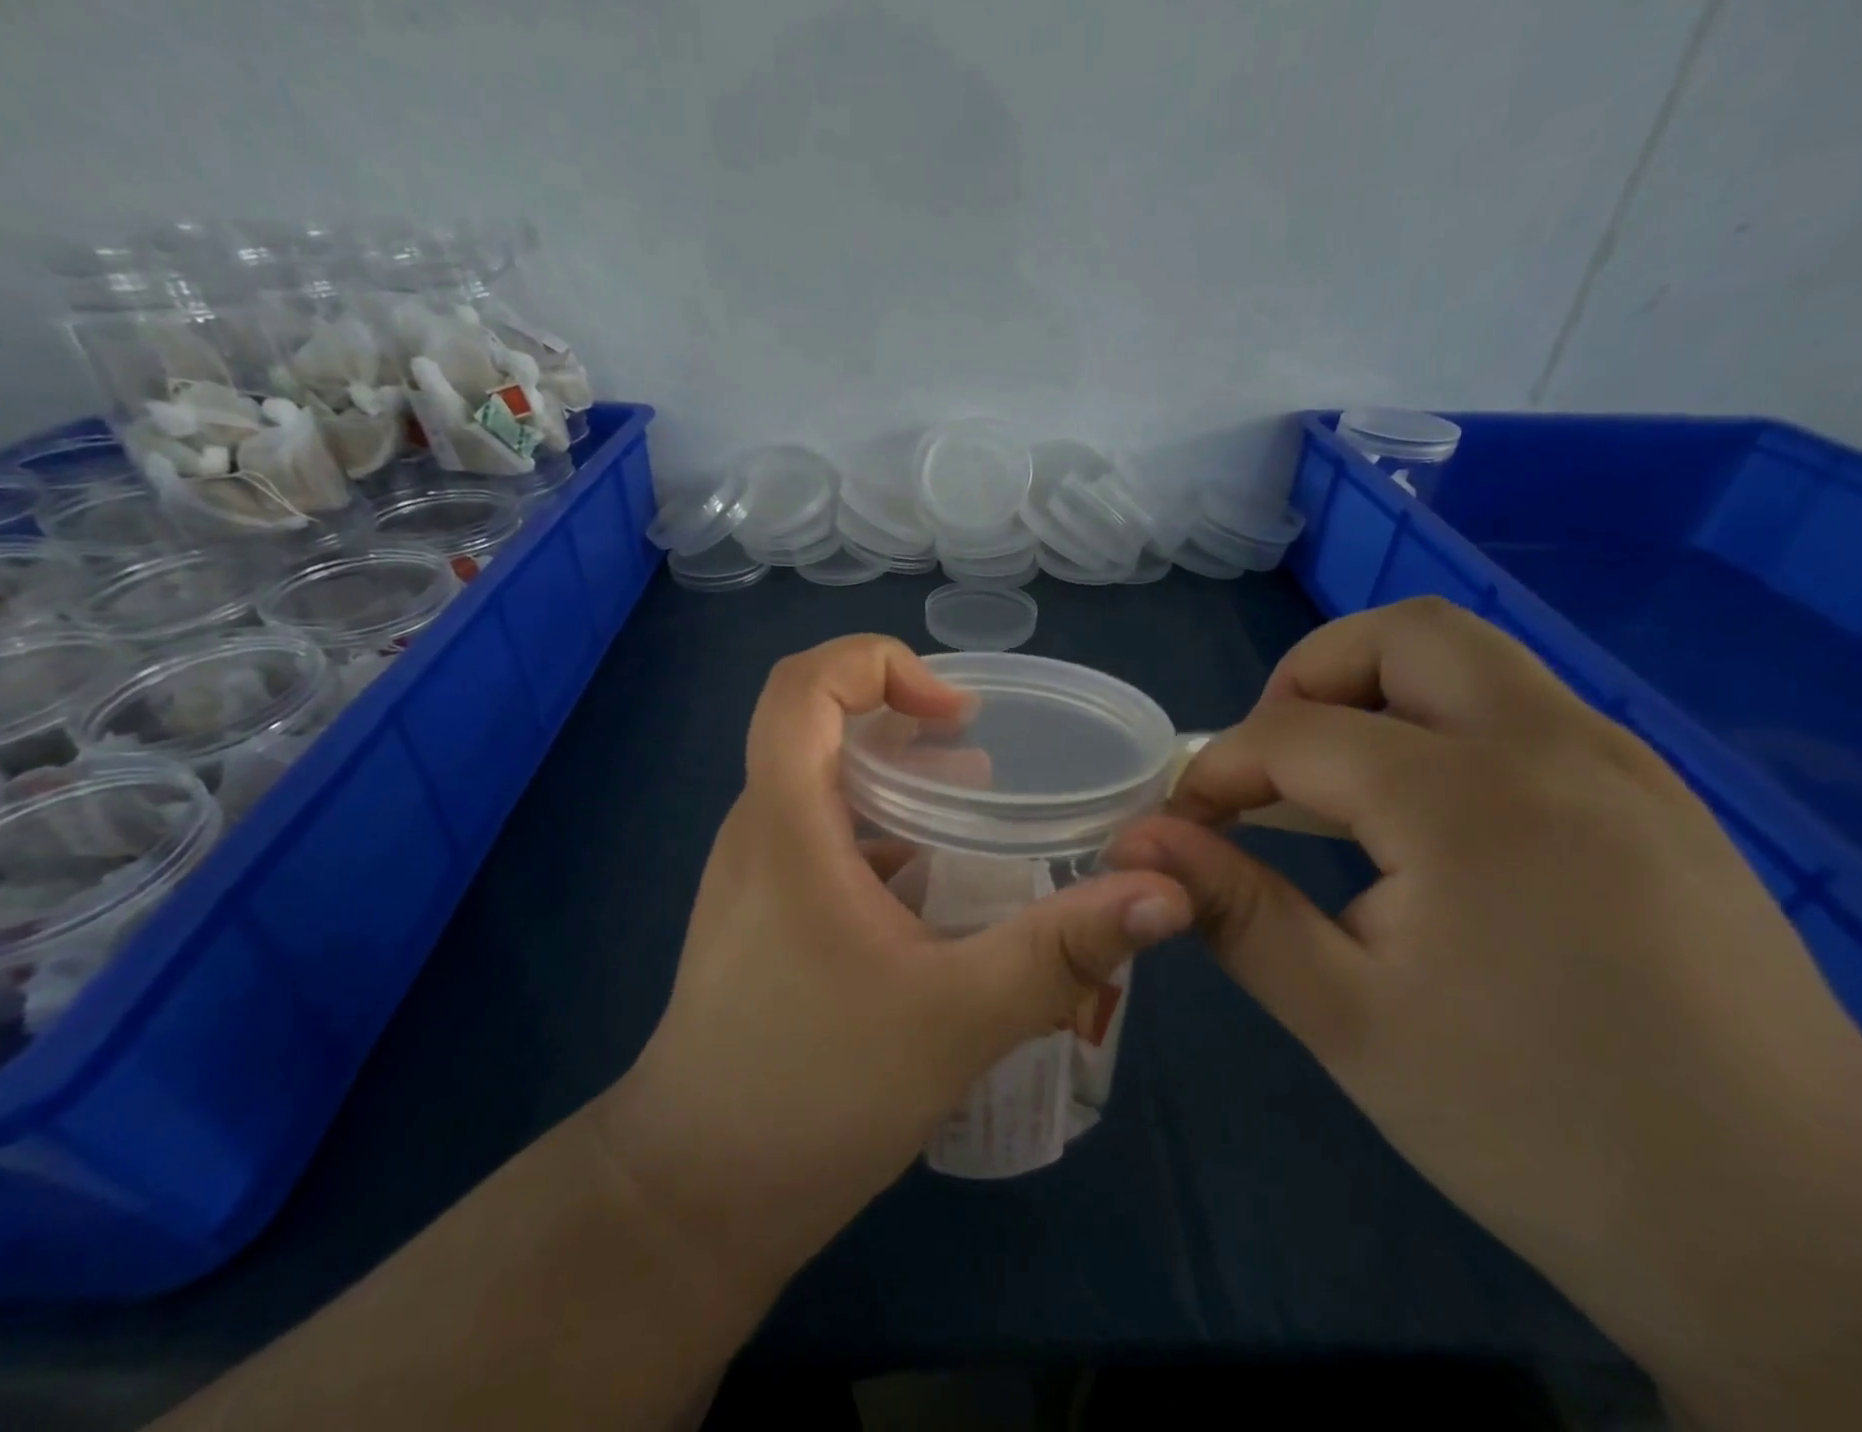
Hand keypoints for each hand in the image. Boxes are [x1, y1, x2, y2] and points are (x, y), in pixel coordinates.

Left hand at [603, 636, 1191, 1303]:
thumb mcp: (957, 1016)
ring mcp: (755, 876)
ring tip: (977, 810)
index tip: (953, 712)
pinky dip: (884, 835)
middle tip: (981, 752)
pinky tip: (939, 891)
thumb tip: (1166, 891)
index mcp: (785, 822)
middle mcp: (760, 831)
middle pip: (817, 727)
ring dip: (897, 780)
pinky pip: (824, 841)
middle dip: (903, 720)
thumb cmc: (813, 1092)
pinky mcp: (764, 918)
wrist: (696, 1197)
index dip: (877, 664)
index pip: (801, 683)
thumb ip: (1063, 949)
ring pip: (824, 787)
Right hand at [1107, 598, 1861, 1430]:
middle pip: (1403, 633)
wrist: (1798, 1237)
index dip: (1216, 770)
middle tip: (1269, 765)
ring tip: (1332, 789)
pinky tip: (1420, 821)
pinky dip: (1440, 725)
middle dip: (1307, 677)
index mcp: (1467, 802)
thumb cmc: (1535, 1125)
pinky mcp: (1655, 799)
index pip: (1294, 734)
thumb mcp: (1345, 1020)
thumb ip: (1232, 910)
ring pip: (1472, 659)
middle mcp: (1553, 749)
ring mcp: (1621, 765)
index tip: (1183, 827)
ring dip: (1376, 695)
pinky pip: (1521, 709)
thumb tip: (1136, 844)